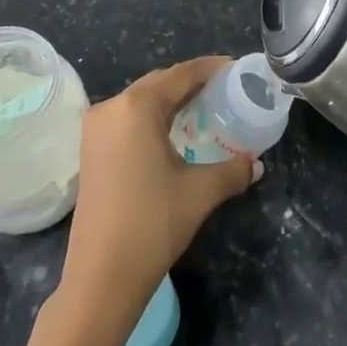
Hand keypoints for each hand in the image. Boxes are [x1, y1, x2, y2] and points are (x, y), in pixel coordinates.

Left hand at [60, 58, 260, 310]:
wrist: (100, 279)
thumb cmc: (152, 224)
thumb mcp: (200, 193)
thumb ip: (232, 170)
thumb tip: (256, 164)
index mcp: (136, 107)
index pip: (180, 74)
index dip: (209, 68)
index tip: (234, 67)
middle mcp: (111, 108)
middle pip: (159, 83)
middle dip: (190, 83)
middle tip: (223, 88)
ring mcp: (95, 129)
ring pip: (141, 101)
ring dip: (170, 101)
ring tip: (203, 107)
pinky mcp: (90, 151)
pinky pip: (127, 119)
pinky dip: (152, 118)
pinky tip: (173, 131)